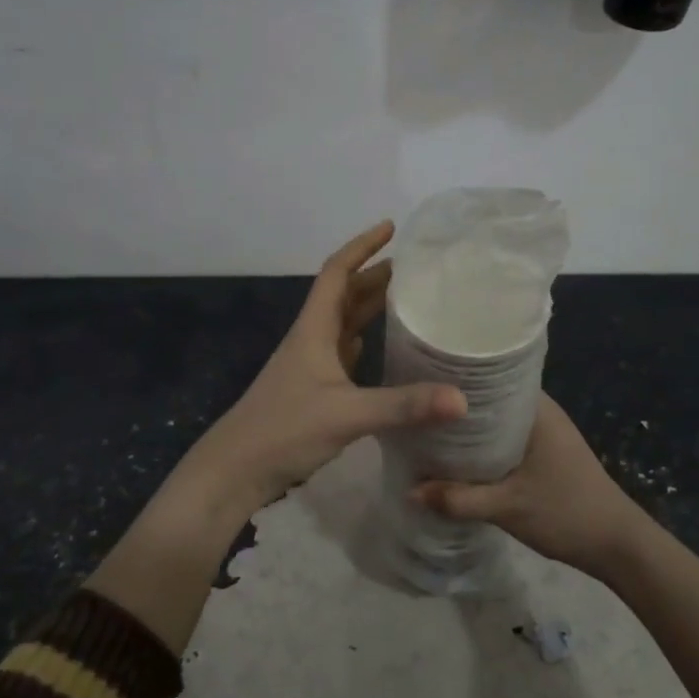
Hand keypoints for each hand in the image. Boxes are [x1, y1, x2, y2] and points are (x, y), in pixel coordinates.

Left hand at [180, 221, 466, 522]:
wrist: (236, 470)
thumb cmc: (284, 430)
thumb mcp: (346, 414)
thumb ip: (403, 406)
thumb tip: (462, 399)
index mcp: (314, 329)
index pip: (337, 272)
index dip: (362, 246)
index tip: (391, 228)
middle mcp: (312, 339)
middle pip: (344, 294)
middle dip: (375, 275)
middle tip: (415, 266)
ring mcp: (310, 365)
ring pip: (344, 323)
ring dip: (370, 306)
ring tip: (406, 297)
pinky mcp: (312, 390)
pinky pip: (343, 353)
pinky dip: (363, 340)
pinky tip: (379, 346)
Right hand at [410, 394, 647, 581]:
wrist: (617, 546)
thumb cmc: (566, 513)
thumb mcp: (507, 507)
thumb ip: (458, 499)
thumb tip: (410, 491)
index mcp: (536, 408)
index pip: (489, 375)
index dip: (455, 377)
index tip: (420, 380)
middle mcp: (540, 411)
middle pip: (488, 399)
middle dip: (455, 407)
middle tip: (416, 410)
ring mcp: (543, 432)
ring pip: (495, 421)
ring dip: (467, 429)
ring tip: (427, 430)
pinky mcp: (543, 452)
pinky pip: (503, 438)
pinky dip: (482, 445)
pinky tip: (457, 456)